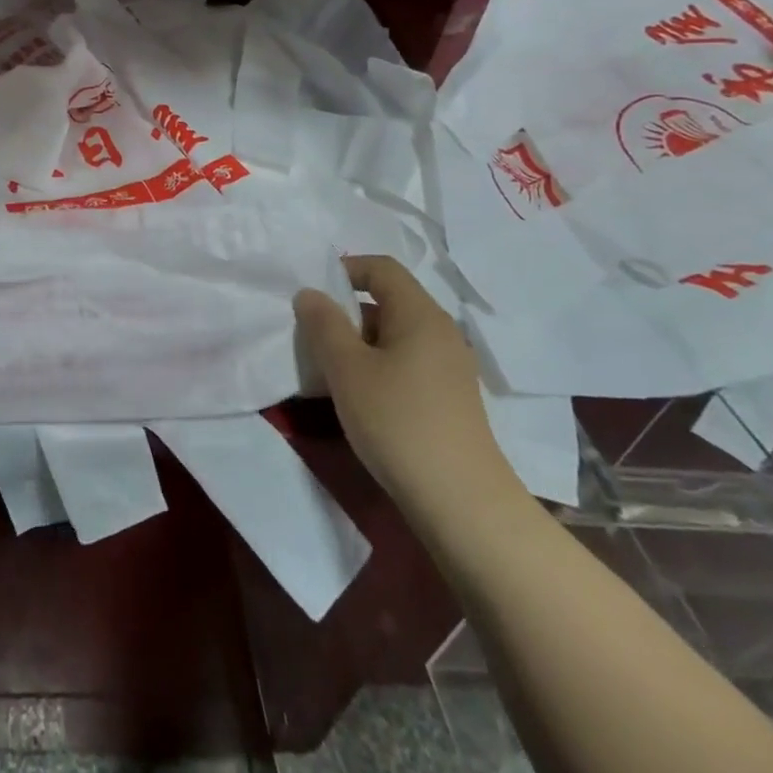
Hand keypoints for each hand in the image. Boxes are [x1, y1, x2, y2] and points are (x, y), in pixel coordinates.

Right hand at [294, 256, 516, 516]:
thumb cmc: (398, 422)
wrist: (461, 504)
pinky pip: (406, 361)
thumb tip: (310, 293)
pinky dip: (378, 365)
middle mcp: (440, 332)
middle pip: (388, 300)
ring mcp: (449, 367)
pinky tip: (359, 396)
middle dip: (346, 311)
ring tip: (330, 369)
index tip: (313, 295)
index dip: (345, 270)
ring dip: (359, 342)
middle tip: (313, 335)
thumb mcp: (347, 369)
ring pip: (394, 334)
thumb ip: (323, 324)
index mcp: (420, 314)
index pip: (382, 268)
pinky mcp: (449, 397)